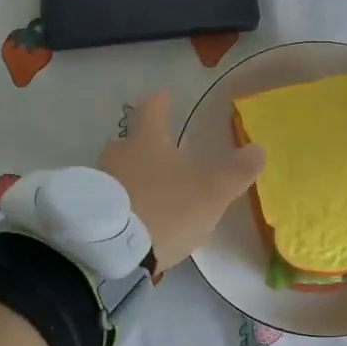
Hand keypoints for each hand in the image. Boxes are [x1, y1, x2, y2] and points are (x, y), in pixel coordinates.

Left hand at [99, 90, 267, 273]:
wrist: (109, 251)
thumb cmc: (165, 209)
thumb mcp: (211, 192)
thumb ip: (236, 171)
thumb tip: (259, 148)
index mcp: (147, 141)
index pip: (152, 110)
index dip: (160, 102)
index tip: (162, 94)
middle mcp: (118, 154)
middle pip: (130, 142)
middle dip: (144, 145)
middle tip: (160, 153)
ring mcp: (98, 182)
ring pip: (118, 172)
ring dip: (132, 177)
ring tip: (149, 192)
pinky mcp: (87, 212)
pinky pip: (108, 199)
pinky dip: (122, 203)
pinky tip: (132, 219)